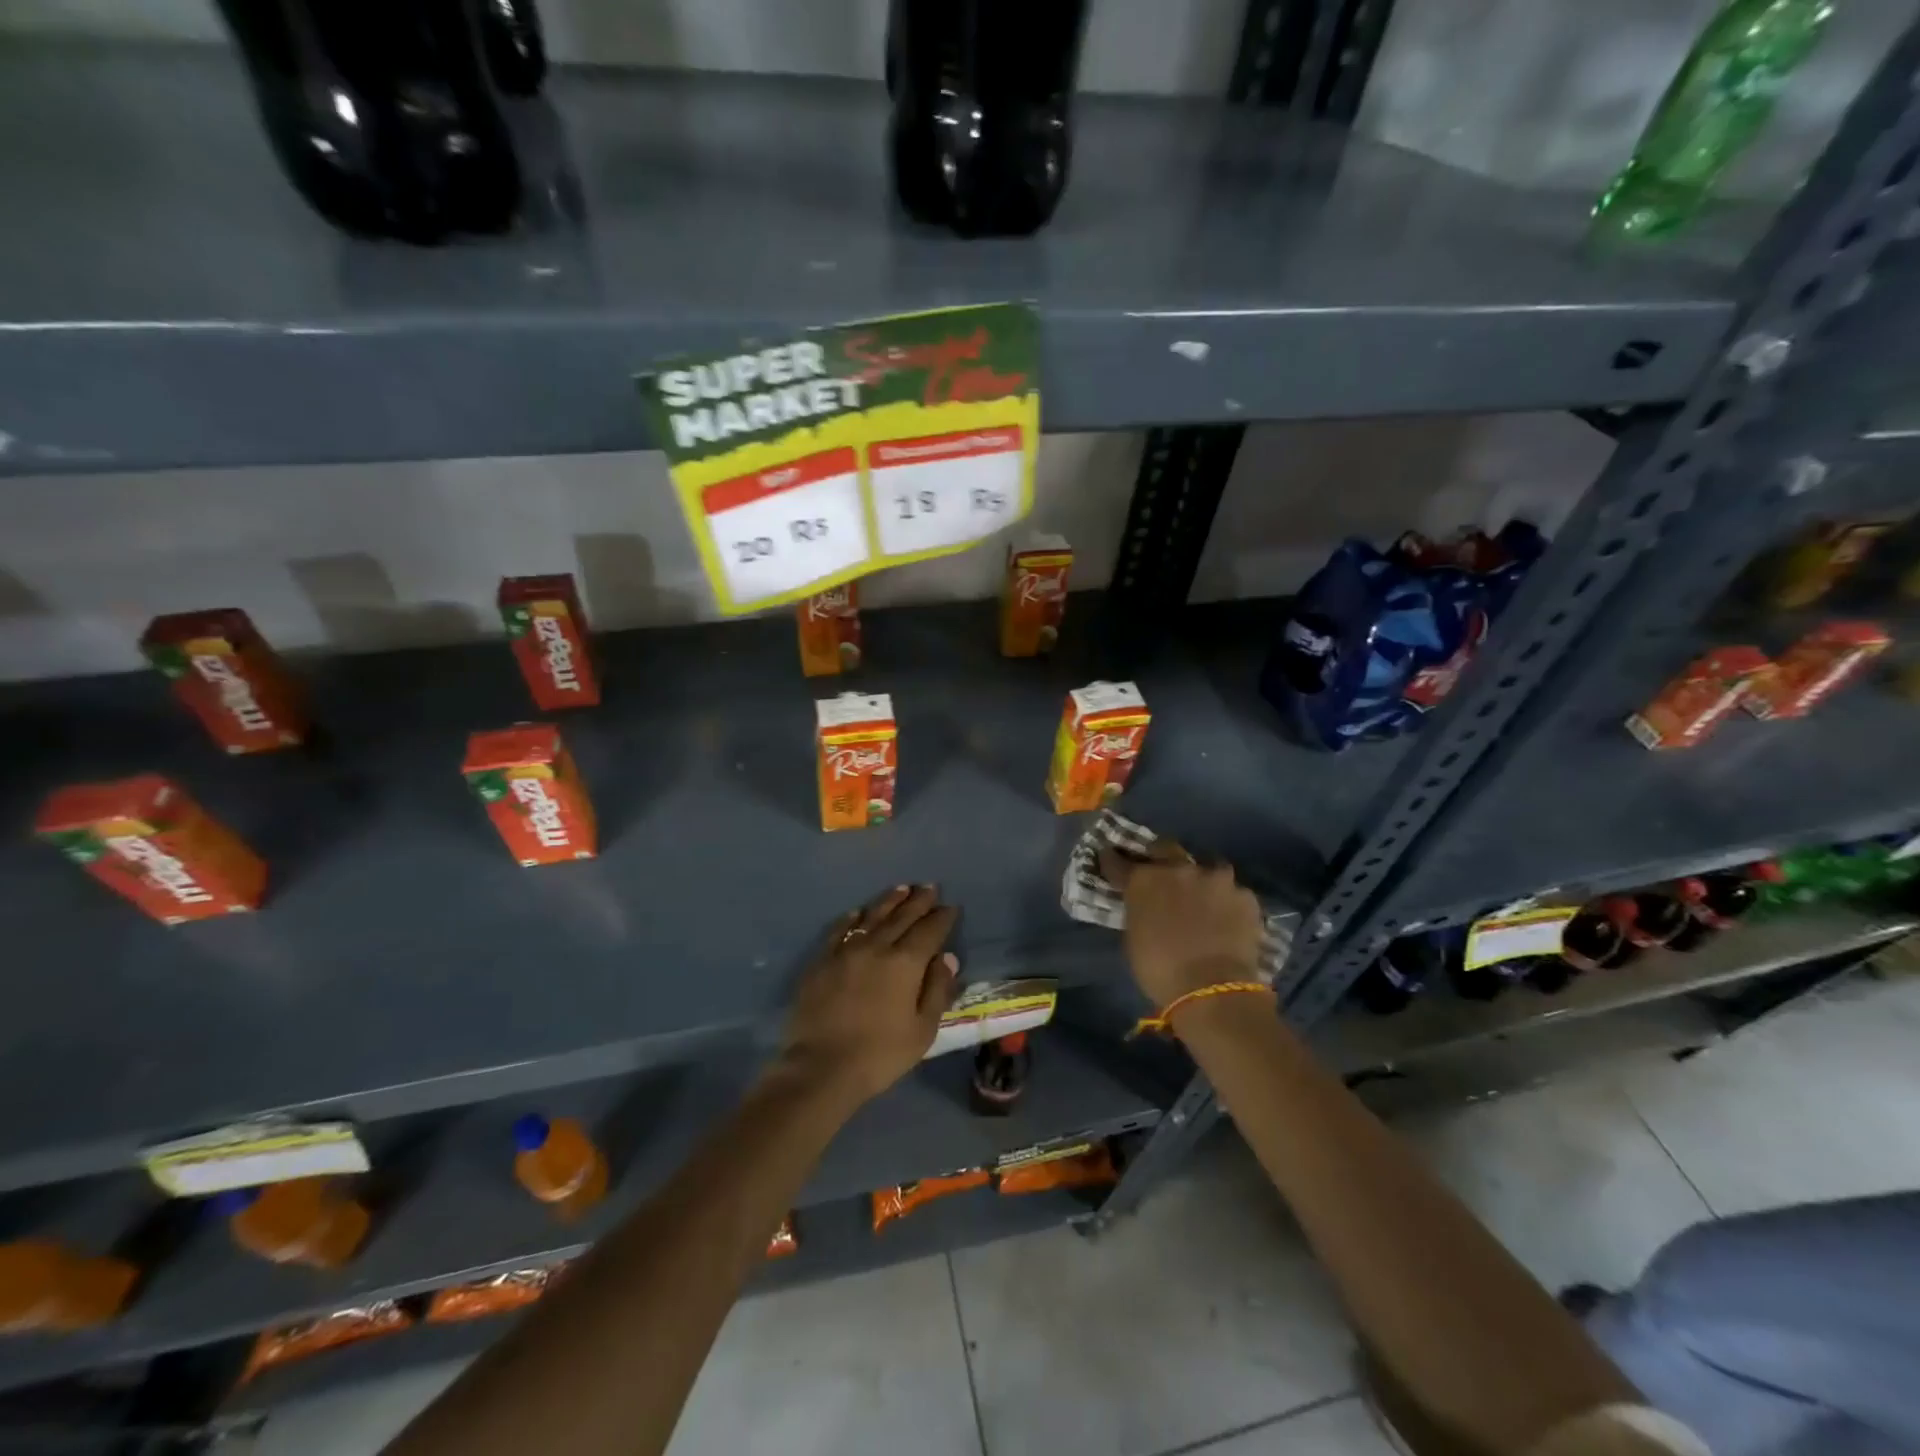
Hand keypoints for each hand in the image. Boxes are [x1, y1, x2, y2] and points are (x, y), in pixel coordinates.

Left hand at [777, 884, 959, 1109]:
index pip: (929, 931)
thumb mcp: (922, 1030)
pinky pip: (840, 930)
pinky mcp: (822, 961)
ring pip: (872, 917)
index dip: (942, 917)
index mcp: (905, 963)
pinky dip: (852, 919)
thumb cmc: (880, 1054)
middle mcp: (877, 947)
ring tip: (901, 889)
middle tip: (929, 887)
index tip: (951, 907)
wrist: (821, 1067)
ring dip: (889, 901)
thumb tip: (947, 957)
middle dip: (919, 901)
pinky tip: (858, 913)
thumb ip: (937, 990)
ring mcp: (846, 951)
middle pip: (902, 916)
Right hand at [1098, 842, 1262, 1006]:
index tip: (1111, 858)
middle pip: (1165, 848)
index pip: (1119, 861)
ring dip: (1200, 879)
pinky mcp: (1245, 895)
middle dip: (1160, 857)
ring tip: (1202, 897)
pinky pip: (1231, 892)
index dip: (1114, 860)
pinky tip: (1226, 918)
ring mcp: (1215, 878)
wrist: (1213, 990)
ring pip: (1205, 867)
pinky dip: (1226, 902)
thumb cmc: (1160, 970)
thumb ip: (1139, 909)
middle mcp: (1178, 868)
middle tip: (1161, 873)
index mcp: (1144, 879)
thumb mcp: (1134, 937)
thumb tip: (1144, 904)